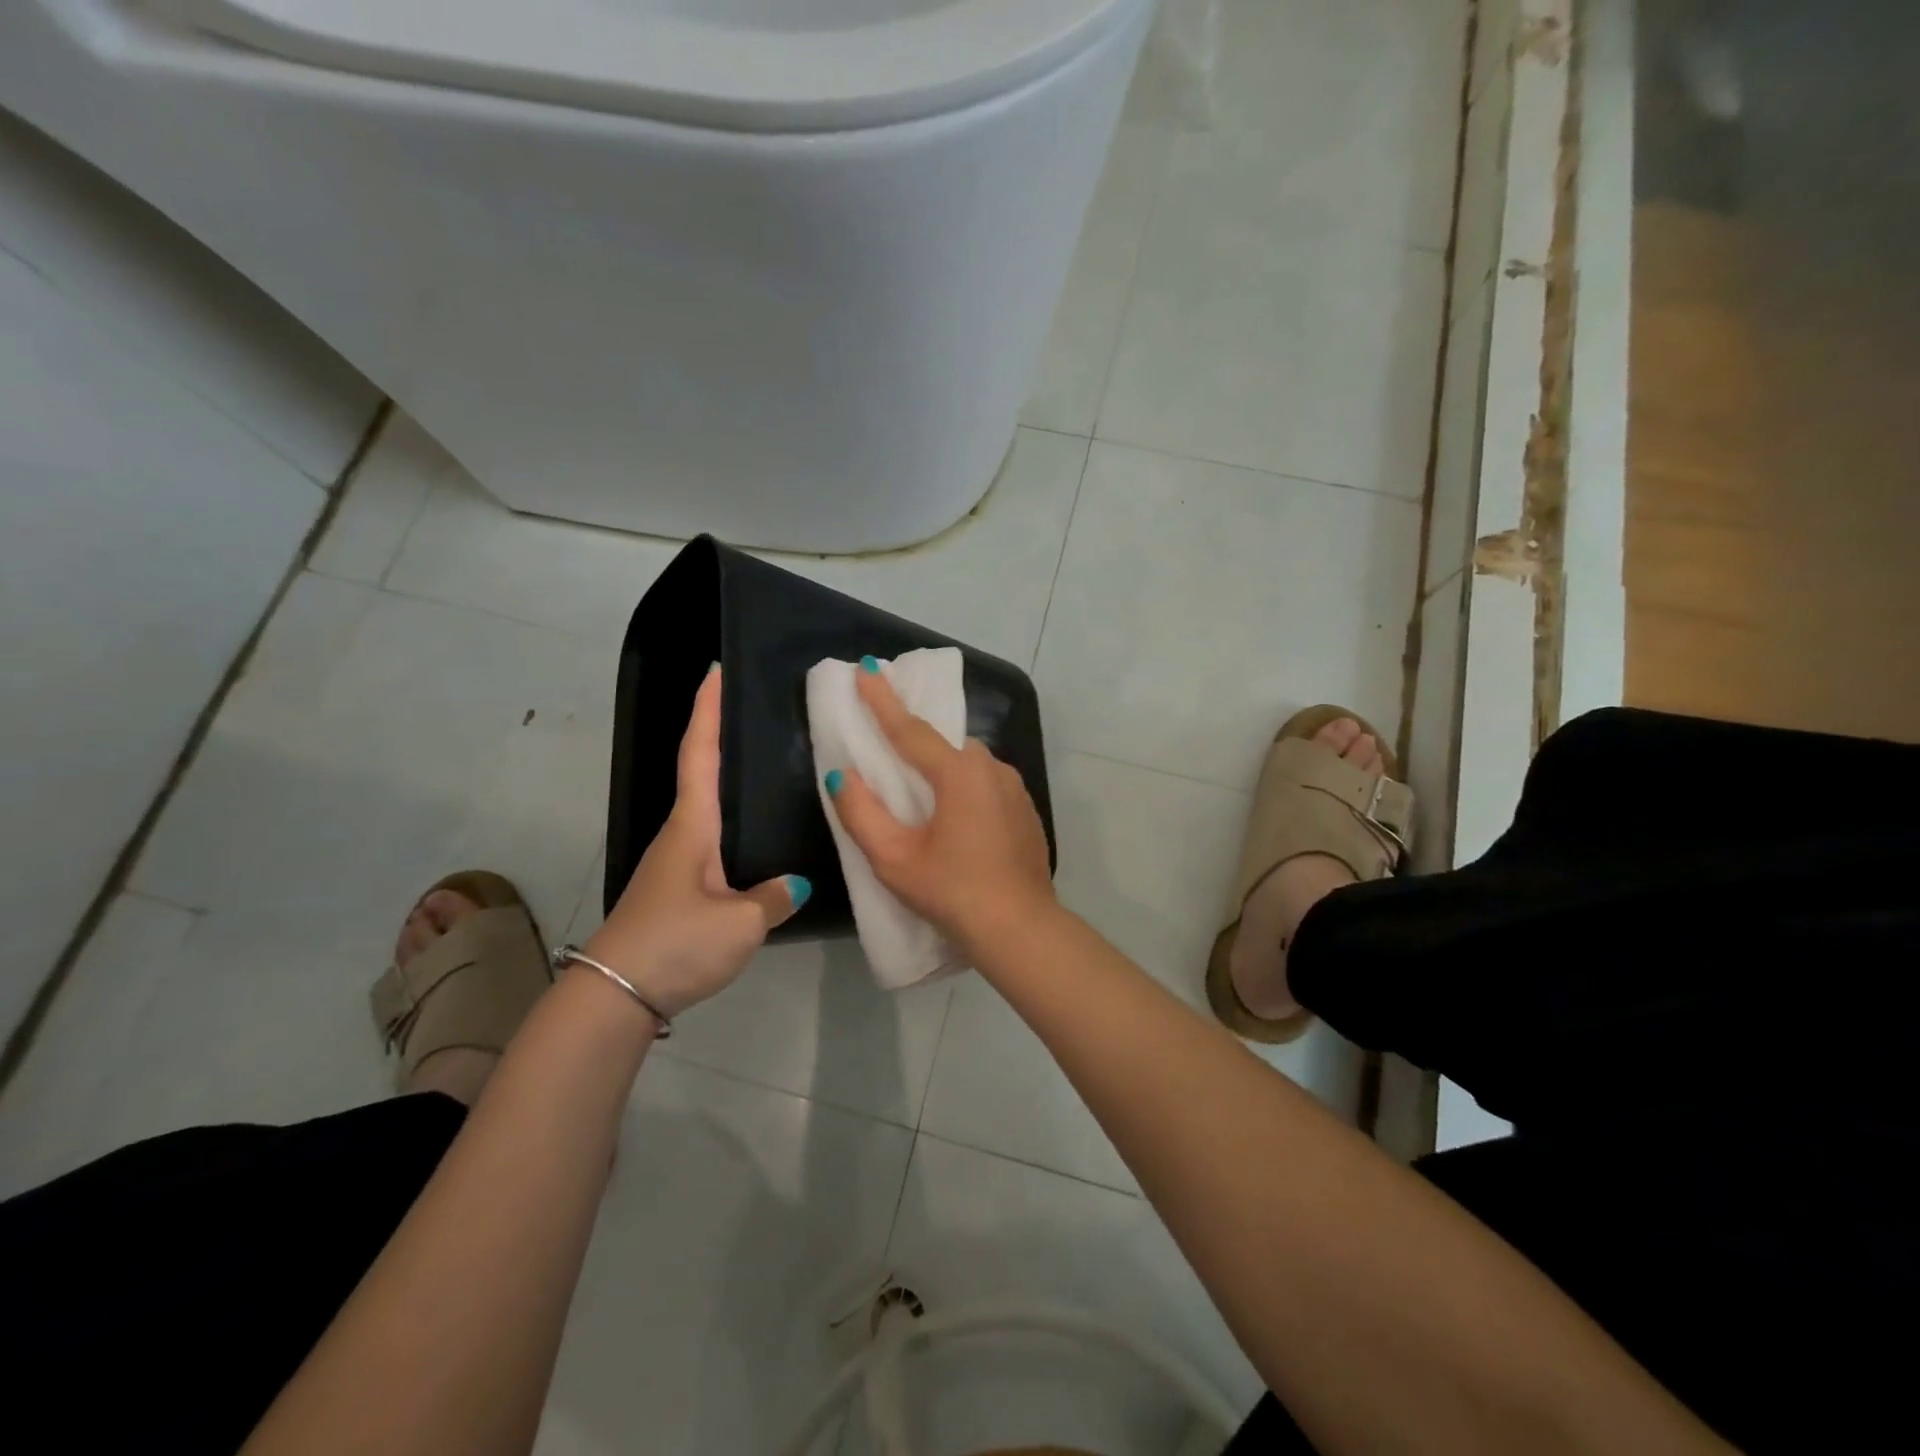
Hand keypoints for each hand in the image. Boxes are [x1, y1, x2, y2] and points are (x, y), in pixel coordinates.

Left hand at [587, 666, 804, 1016]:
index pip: (701, 754)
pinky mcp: (679, 892)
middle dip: (721, 736)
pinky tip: (758, 840)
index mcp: (692, 827)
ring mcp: (676, 865)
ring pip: (709, 810)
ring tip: (770, 768)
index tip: (715, 672)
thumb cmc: (676, 943)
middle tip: (759, 712)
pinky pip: (714, 844)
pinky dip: (734, 826)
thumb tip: (795, 884)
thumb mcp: (740, 924)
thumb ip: (773, 898)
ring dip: (729, 782)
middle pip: (701, 773)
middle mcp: (681, 835)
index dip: (708, 711)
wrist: (615, 997)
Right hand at [828, 667, 1056, 959]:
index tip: (866, 668)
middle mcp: (991, 769)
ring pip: (969, 764)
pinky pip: (987, 785)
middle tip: (890, 746)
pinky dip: (966, 789)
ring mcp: (1015, 789)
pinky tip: (958, 820)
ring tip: (922, 795)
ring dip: (943, 768)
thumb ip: (861, 813)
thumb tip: (840, 775)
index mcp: (959, 773)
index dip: (883, 699)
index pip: (910, 728)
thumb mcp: (894, 859)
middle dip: (916, 740)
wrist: (1020, 929)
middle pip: (944, 744)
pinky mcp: (1026, 810)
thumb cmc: (952, 892)